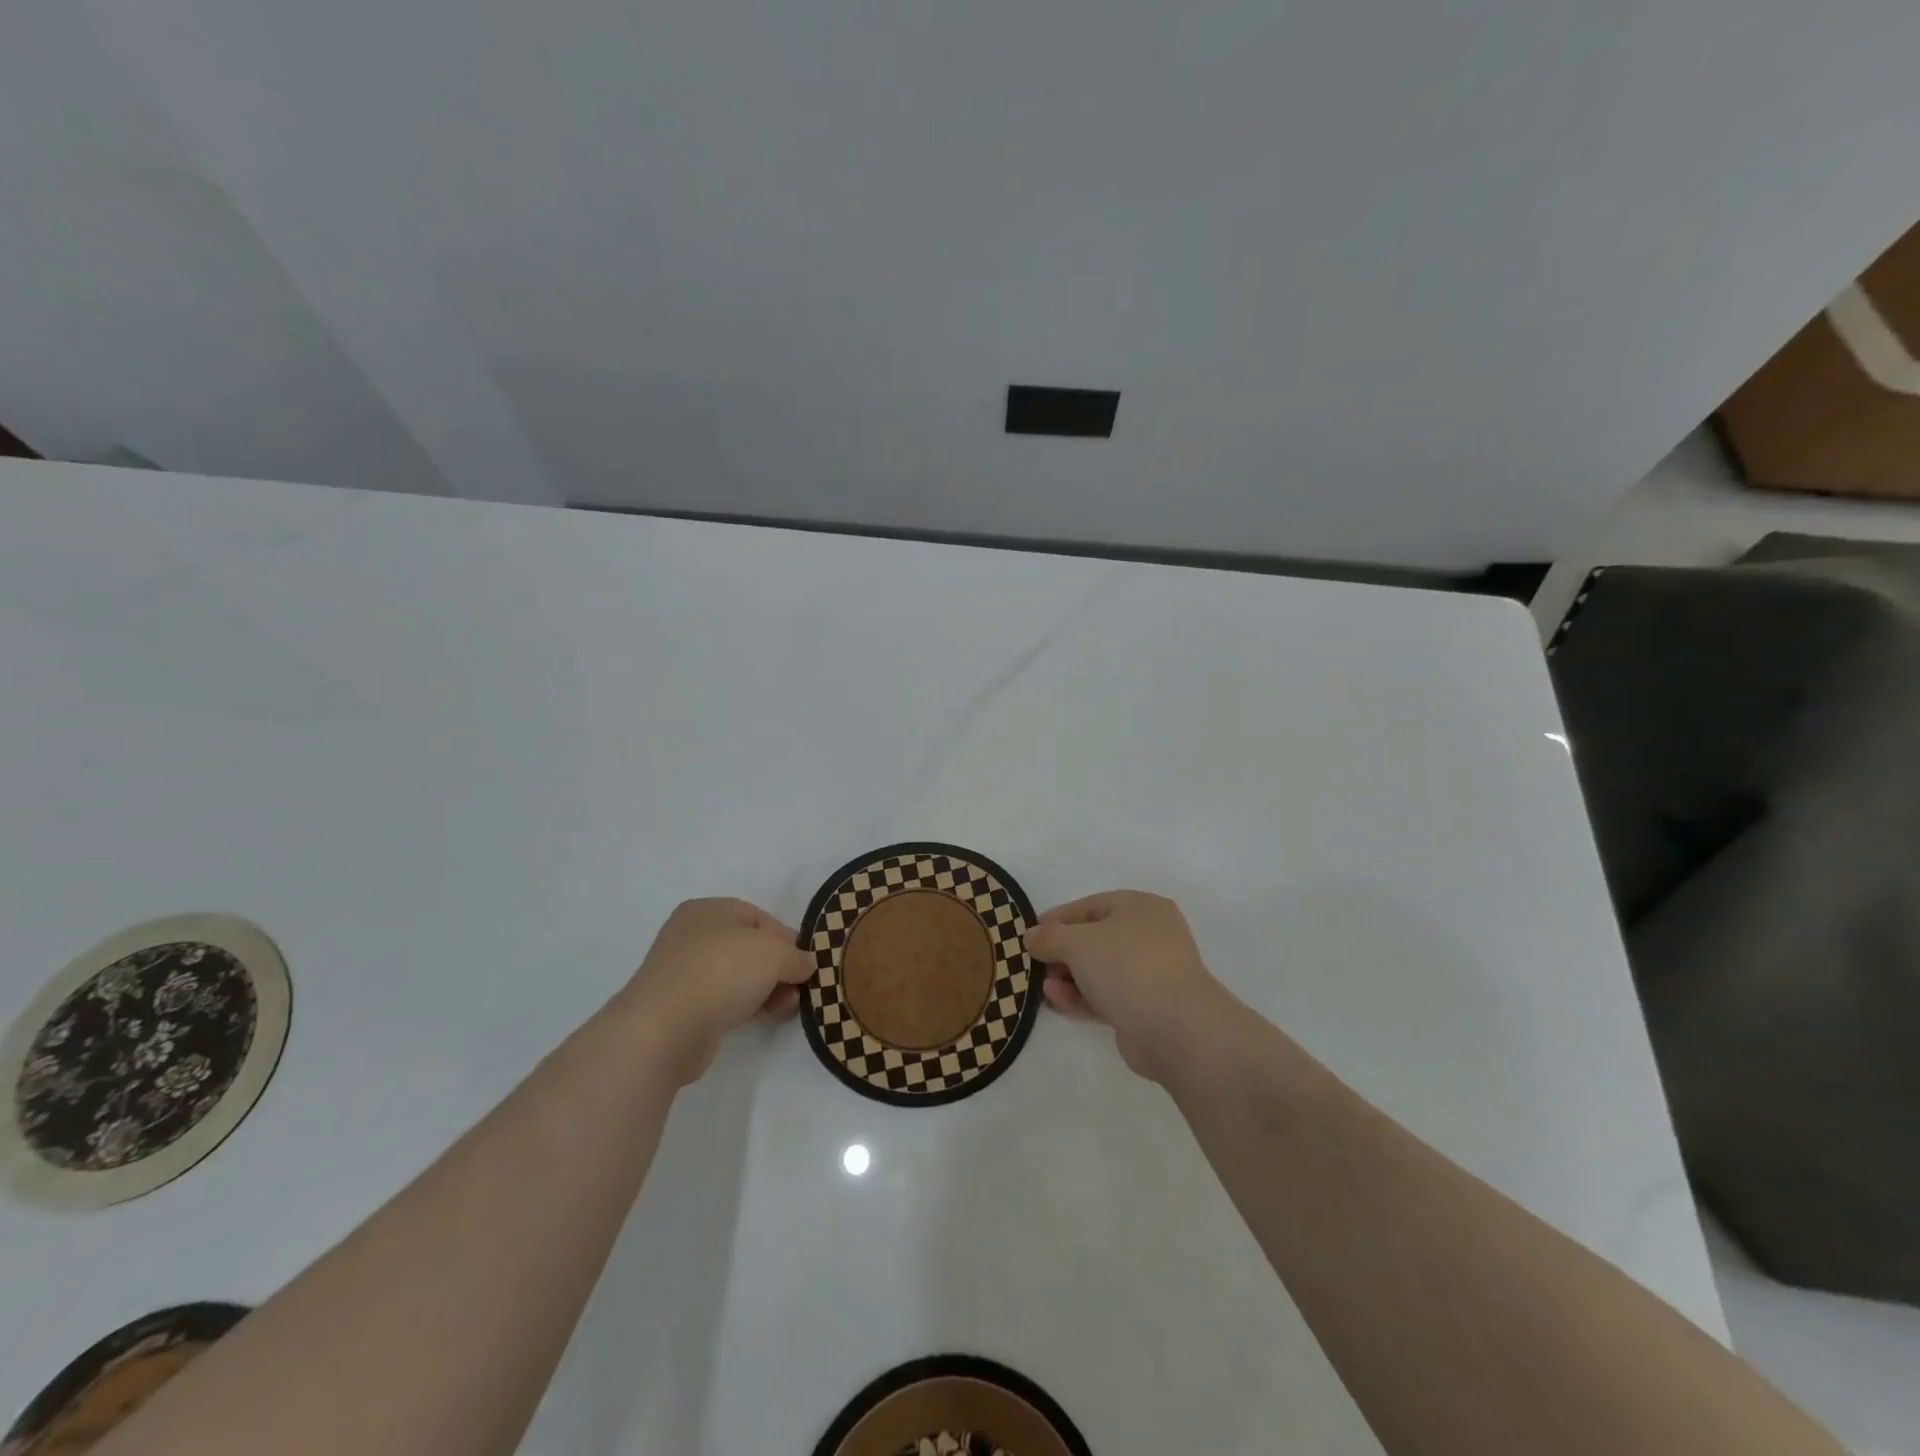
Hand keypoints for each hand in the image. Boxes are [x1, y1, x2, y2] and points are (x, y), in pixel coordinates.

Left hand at [622, 898, 815, 1085]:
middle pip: (748, 947)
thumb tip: (806, 964)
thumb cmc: (722, 971)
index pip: (758, 917)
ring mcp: (684, 973)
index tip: (806, 961)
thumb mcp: (774, 953)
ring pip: (737, 975)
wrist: (666, 1028)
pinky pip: (723, 999)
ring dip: (767, 988)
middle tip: (800, 986)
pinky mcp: (681, 1008)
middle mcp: (692, 936)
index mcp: (708, 910)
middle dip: (778, 967)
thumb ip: (796, 956)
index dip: (787, 938)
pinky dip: (747, 1005)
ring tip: (790, 1006)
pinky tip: (767, 1016)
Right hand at [1024, 890, 1232, 1082]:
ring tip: (1041, 986)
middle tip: (1034, 963)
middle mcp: (1149, 936)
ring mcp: (1150, 974)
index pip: (1091, 906)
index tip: (1031, 932)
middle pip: (1095, 939)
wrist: (1175, 1028)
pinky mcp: (1145, 1009)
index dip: (1058, 918)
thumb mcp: (1078, 942)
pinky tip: (1055, 1000)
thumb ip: (1050, 936)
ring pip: (1099, 970)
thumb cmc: (1127, 966)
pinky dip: (1080, 996)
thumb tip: (1031, 936)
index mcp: (1141, 908)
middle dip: (1062, 952)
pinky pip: (1106, 996)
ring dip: (1068, 977)